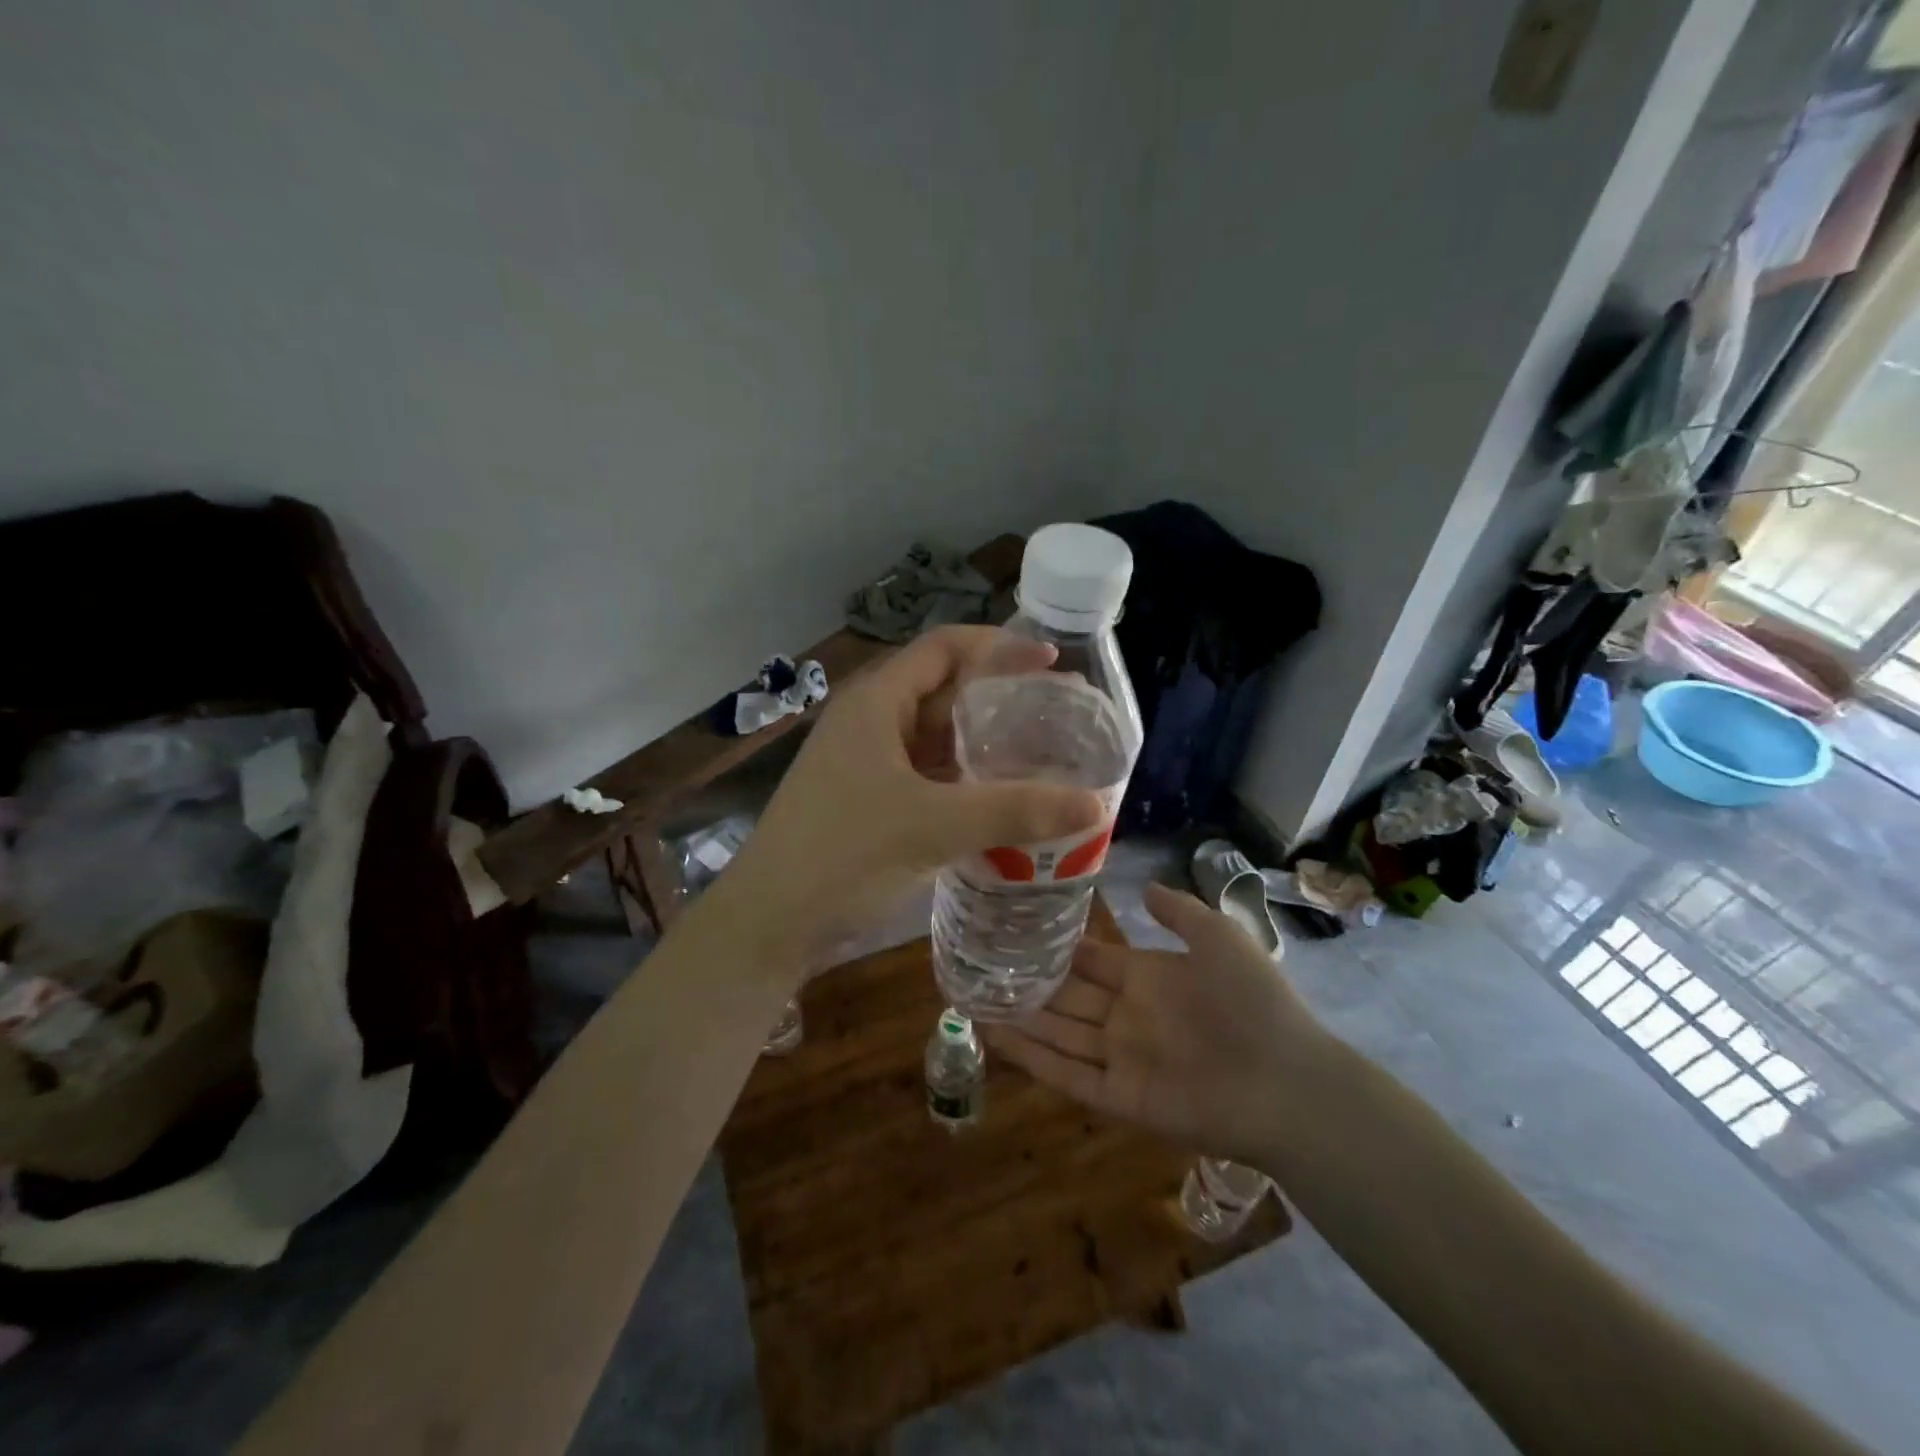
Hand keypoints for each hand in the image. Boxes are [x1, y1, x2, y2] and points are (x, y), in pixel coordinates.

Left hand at [719, 626, 1106, 964]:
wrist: (768, 925)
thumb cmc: (843, 856)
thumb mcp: (934, 826)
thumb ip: (1014, 811)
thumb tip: (1095, 805)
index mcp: (876, 703)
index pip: (943, 649)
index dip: (998, 647)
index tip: (1050, 661)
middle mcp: (870, 724)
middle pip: (943, 692)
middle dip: (999, 699)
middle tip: (1057, 715)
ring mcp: (866, 766)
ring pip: (935, 740)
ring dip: (984, 745)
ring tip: (1041, 757)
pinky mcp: (868, 804)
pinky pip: (926, 778)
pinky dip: (964, 783)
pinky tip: (1000, 802)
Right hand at [985, 882, 1328, 1165]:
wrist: (1286, 1081)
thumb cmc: (1252, 1001)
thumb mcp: (1218, 937)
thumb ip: (1178, 912)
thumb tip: (1143, 886)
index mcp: (1148, 978)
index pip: (1090, 960)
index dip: (1056, 948)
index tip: (1015, 930)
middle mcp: (1128, 1016)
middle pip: (1067, 997)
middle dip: (1027, 984)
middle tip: (979, 966)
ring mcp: (1121, 1057)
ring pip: (1058, 1034)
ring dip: (1019, 1019)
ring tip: (973, 998)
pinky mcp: (1119, 1097)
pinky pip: (1067, 1076)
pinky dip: (1032, 1058)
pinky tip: (995, 1037)